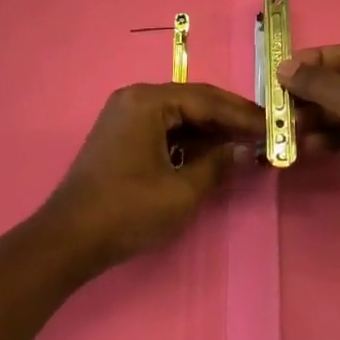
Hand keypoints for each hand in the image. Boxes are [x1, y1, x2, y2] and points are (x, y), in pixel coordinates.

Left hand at [41, 83, 263, 271]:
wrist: (67, 241)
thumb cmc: (127, 211)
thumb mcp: (181, 191)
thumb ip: (217, 165)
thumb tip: (245, 151)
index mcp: (147, 100)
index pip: (205, 99)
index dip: (241, 114)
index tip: (271, 125)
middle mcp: (135, 98)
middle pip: (192, 102)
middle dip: (228, 119)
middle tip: (262, 133)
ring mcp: (124, 116)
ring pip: (178, 115)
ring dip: (209, 130)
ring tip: (243, 144)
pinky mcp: (120, 136)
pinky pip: (163, 128)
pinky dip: (188, 140)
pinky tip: (211, 154)